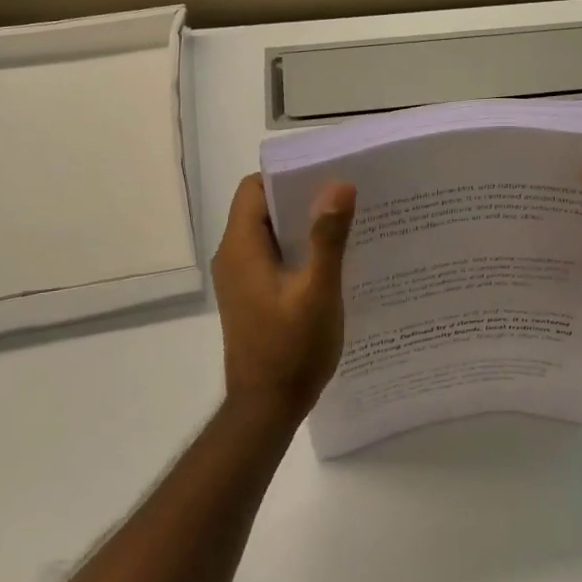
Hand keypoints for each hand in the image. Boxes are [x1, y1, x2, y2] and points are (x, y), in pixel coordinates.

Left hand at [212, 173, 357, 424]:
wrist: (267, 408)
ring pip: (270, 234)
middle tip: (346, 195)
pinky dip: (299, 250)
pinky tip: (333, 259)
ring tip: (347, 222)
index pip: (255, 189)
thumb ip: (328, 238)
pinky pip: (273, 257)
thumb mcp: (318, 291)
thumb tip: (339, 185)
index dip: (288, 176)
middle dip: (302, 198)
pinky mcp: (252, 296)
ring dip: (303, 225)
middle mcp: (234, 257)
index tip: (327, 173)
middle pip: (263, 208)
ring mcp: (241, 278)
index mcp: (242, 248)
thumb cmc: (292, 349)